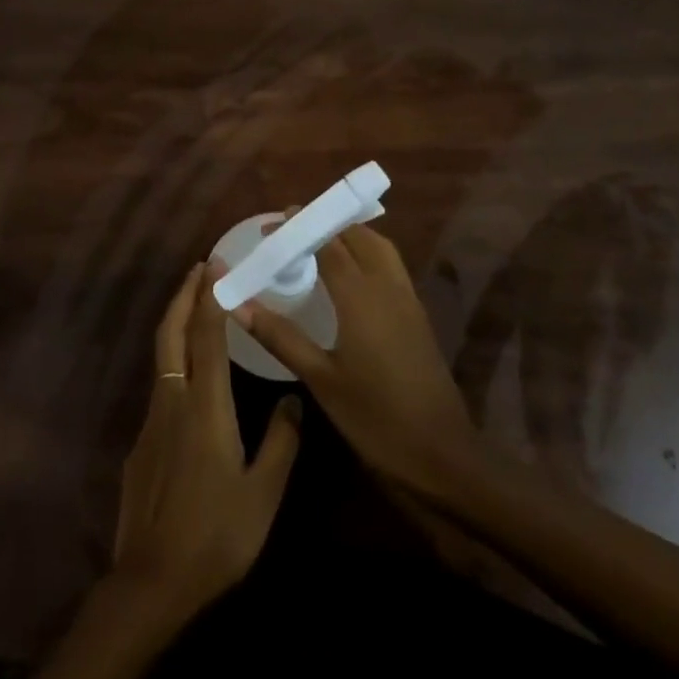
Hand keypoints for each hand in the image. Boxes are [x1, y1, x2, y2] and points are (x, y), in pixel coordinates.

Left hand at [111, 261, 301, 620]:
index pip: (207, 336)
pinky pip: (160, 385)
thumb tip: (293, 398)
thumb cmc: (216, 536)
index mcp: (205, 406)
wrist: (151, 581)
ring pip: (162, 355)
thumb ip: (281, 441)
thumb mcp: (263, 492)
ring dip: (177, 322)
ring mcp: (152, 419)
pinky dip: (174, 359)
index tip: (215, 264)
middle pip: (172, 332)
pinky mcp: (141, 442)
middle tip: (199, 268)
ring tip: (196, 307)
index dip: (210, 296)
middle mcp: (173, 399)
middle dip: (184, 295)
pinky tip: (189, 376)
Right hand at [233, 222, 481, 500]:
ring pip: (379, 246)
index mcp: (361, 295)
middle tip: (290, 230)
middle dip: (323, 224)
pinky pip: (390, 265)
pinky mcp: (417, 314)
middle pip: (356, 235)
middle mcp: (387, 285)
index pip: (328, 242)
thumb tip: (236, 304)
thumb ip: (279, 335)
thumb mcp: (320, 378)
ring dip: (349, 234)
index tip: (273, 224)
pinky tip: (349, 273)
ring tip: (318, 240)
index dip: (301, 227)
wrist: (442, 455)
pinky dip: (366, 252)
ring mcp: (407, 298)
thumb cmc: (375, 418)